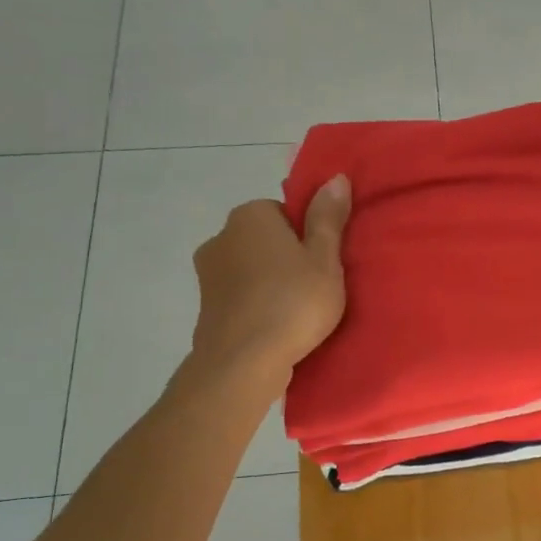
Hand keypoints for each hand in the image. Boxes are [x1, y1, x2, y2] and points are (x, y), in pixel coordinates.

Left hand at [189, 175, 350, 380]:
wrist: (243, 363)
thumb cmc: (293, 303)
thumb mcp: (325, 259)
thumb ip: (328, 218)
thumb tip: (336, 177)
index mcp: (250, 215)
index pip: (284, 212)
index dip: (307, 236)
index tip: (322, 262)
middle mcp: (221, 236)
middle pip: (265, 239)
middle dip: (286, 258)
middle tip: (315, 287)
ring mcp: (207, 273)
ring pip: (251, 269)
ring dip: (270, 283)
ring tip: (297, 312)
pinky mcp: (205, 307)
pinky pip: (240, 296)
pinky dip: (256, 306)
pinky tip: (275, 327)